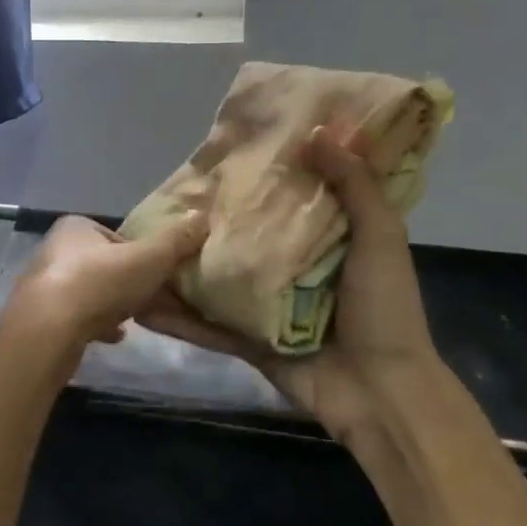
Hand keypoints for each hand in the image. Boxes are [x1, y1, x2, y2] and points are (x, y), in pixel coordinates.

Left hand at [5, 213, 210, 350]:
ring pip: (90, 292)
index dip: (141, 255)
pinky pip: (77, 318)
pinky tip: (115, 337)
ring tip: (135, 319)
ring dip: (112, 304)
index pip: (116, 237)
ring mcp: (45, 285)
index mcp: (75, 227)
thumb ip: (176, 240)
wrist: (48, 331)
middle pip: (104, 265)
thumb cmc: (99, 283)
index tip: (157, 274)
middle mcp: (55, 250)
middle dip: (127, 282)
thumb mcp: (148, 259)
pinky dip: (97, 324)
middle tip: (151, 299)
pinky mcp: (41, 317)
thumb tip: (203, 216)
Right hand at [144, 127, 441, 442]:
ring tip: (143, 245)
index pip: (291, 198)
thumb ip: (354, 186)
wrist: (380, 393)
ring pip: (219, 277)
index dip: (266, 174)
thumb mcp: (380, 238)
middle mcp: (293, 268)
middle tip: (173, 193)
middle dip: (215, 218)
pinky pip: (209, 324)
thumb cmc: (384, 309)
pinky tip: (143, 303)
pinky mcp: (248, 339)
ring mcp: (267, 305)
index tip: (231, 150)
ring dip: (185, 267)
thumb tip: (316, 132)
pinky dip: (179, 317)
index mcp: (328, 240)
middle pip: (247, 236)